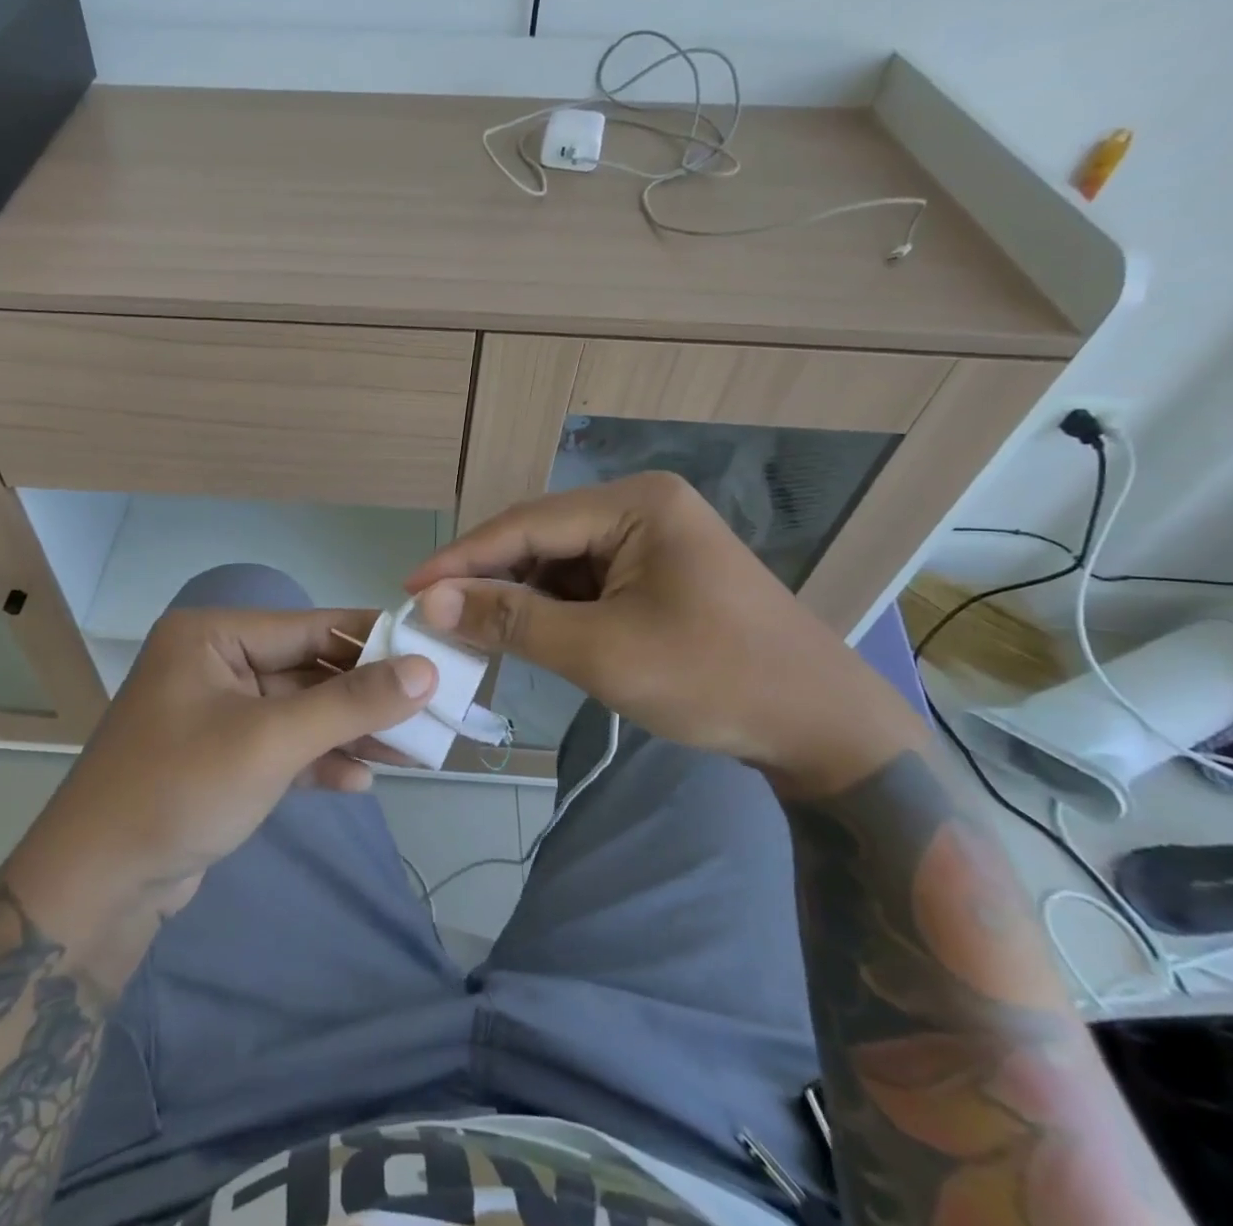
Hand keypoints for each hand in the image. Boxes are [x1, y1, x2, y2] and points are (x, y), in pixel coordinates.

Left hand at [17, 607, 436, 989]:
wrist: (97, 889)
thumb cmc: (180, 789)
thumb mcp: (272, 741)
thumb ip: (351, 703)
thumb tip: (425, 670)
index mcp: (213, 636)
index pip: (310, 626)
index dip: (374, 640)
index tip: (433, 652)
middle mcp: (214, 664)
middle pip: (308, 670)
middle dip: (366, 697)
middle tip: (430, 713)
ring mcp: (216, 713)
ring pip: (300, 712)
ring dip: (349, 733)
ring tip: (411, 753)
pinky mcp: (221, 758)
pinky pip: (282, 747)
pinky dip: (318, 762)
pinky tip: (357, 783)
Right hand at [405, 473, 927, 790]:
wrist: (822, 728)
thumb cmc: (713, 679)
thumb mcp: (601, 651)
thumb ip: (512, 620)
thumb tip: (431, 600)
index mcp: (636, 504)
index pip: (527, 523)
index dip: (463, 558)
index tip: (410, 588)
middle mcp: (641, 507)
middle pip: (541, 539)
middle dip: (489, 579)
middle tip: (435, 614)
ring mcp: (651, 540)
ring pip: (559, 563)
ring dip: (518, 598)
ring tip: (472, 630)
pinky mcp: (656, 573)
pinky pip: (585, 583)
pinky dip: (552, 610)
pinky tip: (526, 634)